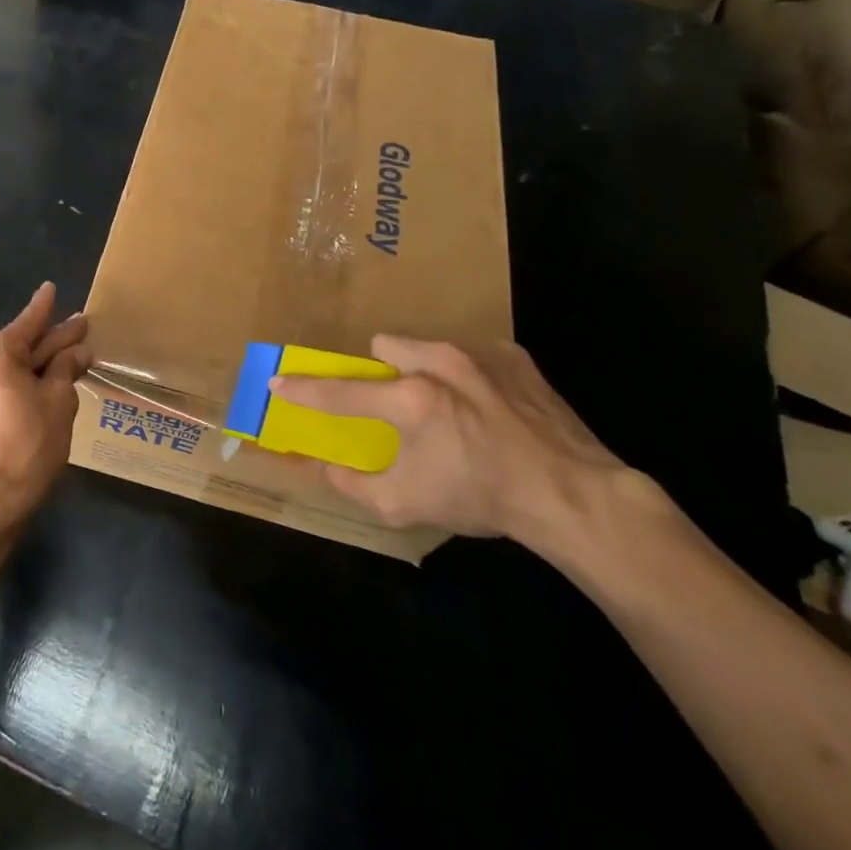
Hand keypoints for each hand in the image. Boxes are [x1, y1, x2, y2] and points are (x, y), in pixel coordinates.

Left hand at [0, 283, 91, 525]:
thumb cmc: (31, 443)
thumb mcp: (58, 400)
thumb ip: (65, 368)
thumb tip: (77, 351)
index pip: (28, 322)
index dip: (45, 307)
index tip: (50, 287)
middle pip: (21, 345)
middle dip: (51, 339)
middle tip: (80, 326)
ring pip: (11, 366)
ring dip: (39, 363)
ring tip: (70, 356)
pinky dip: (22, 381)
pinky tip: (46, 381)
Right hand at [268, 336, 626, 547]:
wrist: (572, 494)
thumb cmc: (481, 497)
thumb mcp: (406, 505)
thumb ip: (354, 484)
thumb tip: (325, 467)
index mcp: (410, 400)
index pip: (339, 392)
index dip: (303, 389)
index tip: (278, 381)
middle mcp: (439, 364)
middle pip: (385, 345)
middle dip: (382, 370)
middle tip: (398, 403)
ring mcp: (480, 355)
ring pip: (428, 345)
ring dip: (425, 369)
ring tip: (450, 405)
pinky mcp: (514, 356)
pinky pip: (473, 352)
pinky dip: (469, 374)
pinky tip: (489, 406)